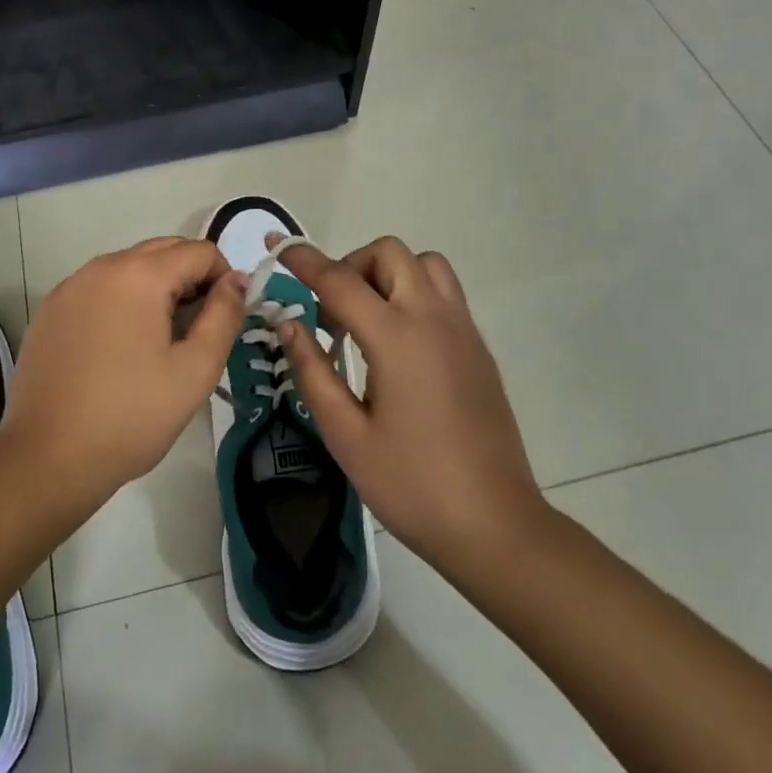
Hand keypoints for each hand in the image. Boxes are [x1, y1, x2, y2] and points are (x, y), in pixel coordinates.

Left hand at [2, 237, 245, 518]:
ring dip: (156, 289)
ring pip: (129, 267)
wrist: (46, 458)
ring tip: (160, 342)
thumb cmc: (130, 416)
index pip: (199, 251)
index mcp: (139, 274)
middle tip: (197, 330)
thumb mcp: (194, 371)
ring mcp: (70, 286)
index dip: (224, 278)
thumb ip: (224, 317)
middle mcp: (101, 266)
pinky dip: (122, 301)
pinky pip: (100, 288)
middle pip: (162, 250)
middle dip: (191, 278)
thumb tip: (236, 281)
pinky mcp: (50, 309)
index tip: (224, 319)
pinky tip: (120, 349)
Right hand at [273, 236, 551, 578]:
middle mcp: (433, 318)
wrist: (495, 526)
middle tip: (331, 312)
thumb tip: (288, 322)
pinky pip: (444, 292)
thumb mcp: (345, 434)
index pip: (339, 280)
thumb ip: (312, 370)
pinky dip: (413, 292)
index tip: (276, 246)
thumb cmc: (411, 485)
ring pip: (424, 264)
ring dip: (388, 273)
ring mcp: (462, 330)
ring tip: (367, 319)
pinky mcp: (478, 348)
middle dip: (351, 265)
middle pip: (389, 254)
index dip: (303, 259)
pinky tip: (398, 344)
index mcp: (396, 337)